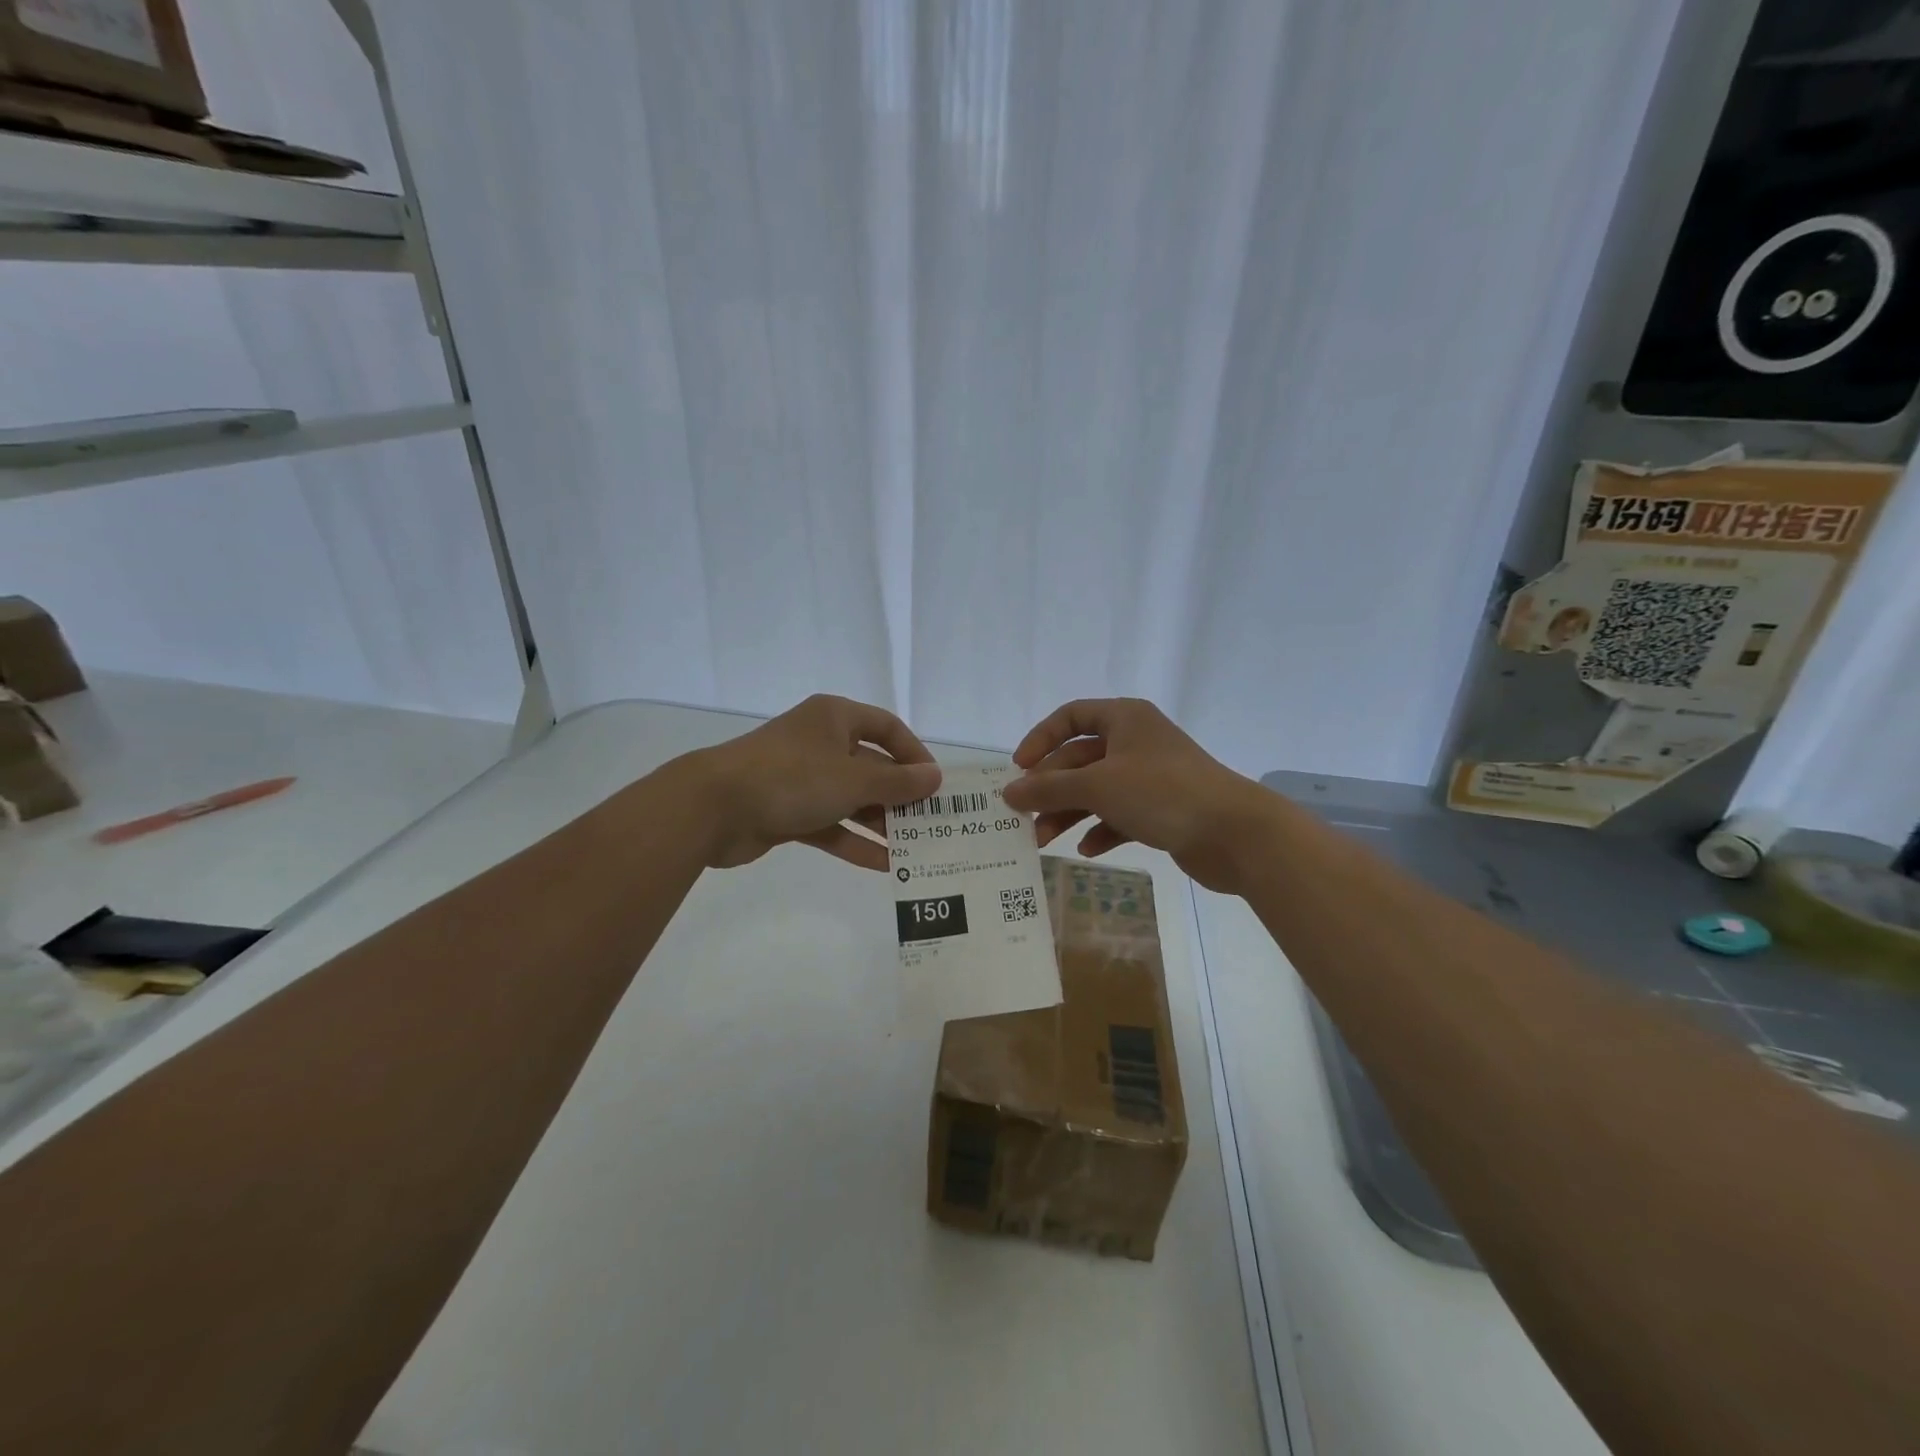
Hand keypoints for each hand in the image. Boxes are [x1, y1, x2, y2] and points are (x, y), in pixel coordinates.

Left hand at [679, 694, 940, 871]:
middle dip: (899, 796)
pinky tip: (883, 866)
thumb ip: (898, 782)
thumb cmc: (792, 778)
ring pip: (851, 799)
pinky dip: (853, 841)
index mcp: (835, 718)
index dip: (914, 754)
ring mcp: (802, 778)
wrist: (713, 807)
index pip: (887, 728)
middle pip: (871, 766)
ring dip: (880, 823)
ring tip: (914, 850)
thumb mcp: (854, 779)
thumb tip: (935, 777)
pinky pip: (830, 824)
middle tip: (930, 824)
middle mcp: (820, 742)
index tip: (935, 784)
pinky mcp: (787, 811)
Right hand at [1001, 698, 1267, 892]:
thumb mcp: (1098, 786)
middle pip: (1080, 759)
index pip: (1071, 716)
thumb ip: (1049, 788)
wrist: (1235, 833)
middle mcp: (1137, 742)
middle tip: (1024, 818)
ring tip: (1044, 842)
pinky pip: (1120, 815)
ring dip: (1069, 813)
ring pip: (1097, 790)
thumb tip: (1008, 791)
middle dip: (1051, 789)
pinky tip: (1088, 850)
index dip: (1041, 739)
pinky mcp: (1162, 810)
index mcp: (1125, 719)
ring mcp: (1151, 777)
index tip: (1019, 768)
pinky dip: (1101, 829)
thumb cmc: (1162, 793)